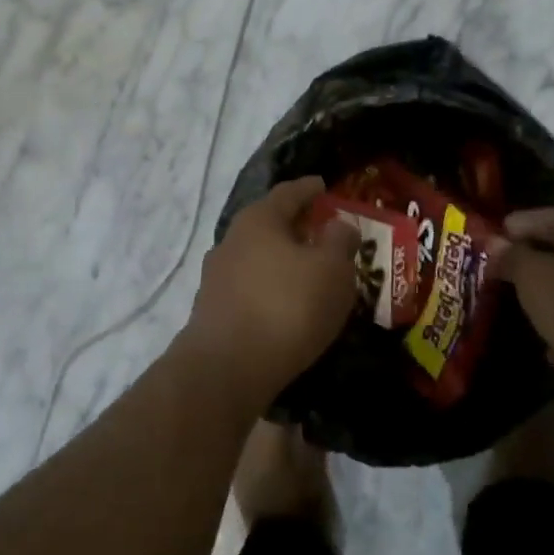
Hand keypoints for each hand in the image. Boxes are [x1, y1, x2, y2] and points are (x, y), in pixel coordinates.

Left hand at [184, 177, 361, 410]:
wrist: (226, 368)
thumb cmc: (286, 307)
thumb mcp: (332, 270)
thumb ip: (340, 242)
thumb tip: (339, 225)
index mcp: (259, 220)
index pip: (289, 193)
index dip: (310, 189)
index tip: (324, 186)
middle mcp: (232, 240)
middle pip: (270, 224)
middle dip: (297, 227)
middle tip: (323, 231)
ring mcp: (217, 277)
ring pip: (258, 257)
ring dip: (282, 260)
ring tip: (309, 272)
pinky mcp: (213, 310)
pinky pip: (250, 288)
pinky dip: (270, 288)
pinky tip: (286, 305)